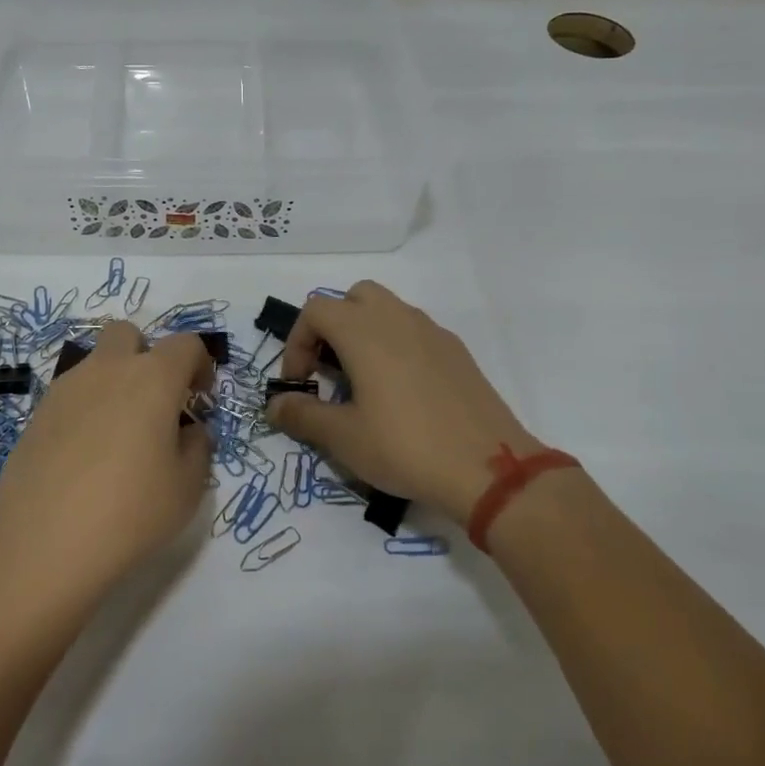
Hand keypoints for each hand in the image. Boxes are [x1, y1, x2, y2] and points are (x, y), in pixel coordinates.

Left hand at [0, 321, 213, 596]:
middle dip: (146, 355)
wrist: (44, 543)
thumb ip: (197, 448)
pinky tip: (86, 454)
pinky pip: (70, 394)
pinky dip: (86, 409)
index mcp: (152, 378)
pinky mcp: (37, 414)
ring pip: (95, 363)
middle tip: (155, 401)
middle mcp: (107, 370)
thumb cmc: (130, 511)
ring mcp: (66, 389)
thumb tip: (189, 432)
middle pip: (128, 334)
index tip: (200, 398)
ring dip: (113, 382)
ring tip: (119, 435)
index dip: (200, 364)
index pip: (186, 344)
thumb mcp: (187, 488)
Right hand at [264, 281, 542, 525]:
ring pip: (387, 311)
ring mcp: (432, 332)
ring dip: (364, 334)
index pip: (316, 310)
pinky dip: (396, 347)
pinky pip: (414, 332)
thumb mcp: (344, 438)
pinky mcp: (457, 351)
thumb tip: (275, 405)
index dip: (297, 342)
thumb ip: (303, 415)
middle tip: (329, 370)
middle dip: (332, 327)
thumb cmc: (405, 447)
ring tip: (362, 383)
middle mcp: (397, 318)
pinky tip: (402, 394)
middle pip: (353, 298)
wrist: (489, 468)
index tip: (300, 383)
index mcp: (364, 331)